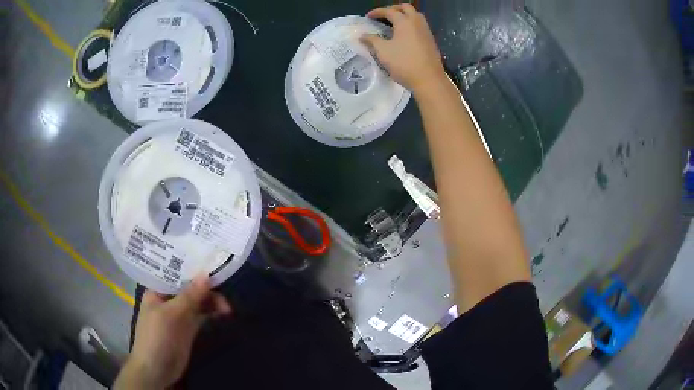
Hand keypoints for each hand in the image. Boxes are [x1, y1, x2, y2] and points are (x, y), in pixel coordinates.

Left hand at [114, 275, 231, 388]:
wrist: (156, 370)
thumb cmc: (155, 337)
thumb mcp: (169, 315)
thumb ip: (188, 296)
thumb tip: (206, 275)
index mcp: (157, 290)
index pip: (175, 272)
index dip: (191, 266)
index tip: (211, 261)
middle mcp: (168, 298)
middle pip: (189, 286)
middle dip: (206, 287)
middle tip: (224, 291)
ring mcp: (179, 313)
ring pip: (198, 300)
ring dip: (212, 300)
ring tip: (227, 308)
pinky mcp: (189, 327)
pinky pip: (202, 314)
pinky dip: (212, 312)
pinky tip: (223, 312)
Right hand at [362, 4, 446, 93]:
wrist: (429, 80)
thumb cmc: (404, 63)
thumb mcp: (383, 51)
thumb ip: (372, 40)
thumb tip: (362, 35)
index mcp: (404, 22)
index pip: (389, 11)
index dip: (377, 12)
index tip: (368, 17)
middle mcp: (417, 22)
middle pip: (406, 8)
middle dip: (394, 8)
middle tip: (384, 15)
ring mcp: (426, 31)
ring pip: (416, 15)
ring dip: (405, 15)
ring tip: (395, 23)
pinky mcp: (431, 41)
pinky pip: (420, 25)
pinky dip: (411, 24)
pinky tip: (405, 35)